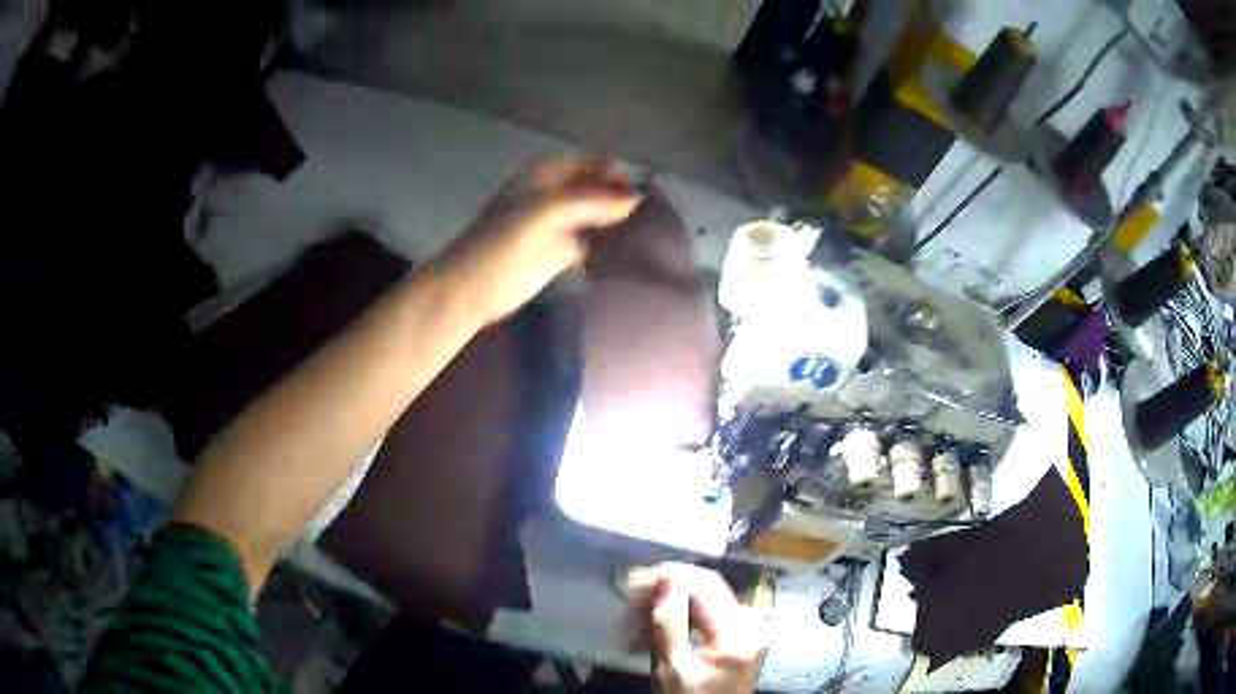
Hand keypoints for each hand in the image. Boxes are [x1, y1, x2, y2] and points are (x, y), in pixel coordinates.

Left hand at [438, 157, 640, 324]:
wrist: (470, 290)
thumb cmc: (501, 246)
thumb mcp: (545, 213)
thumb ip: (591, 201)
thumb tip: (637, 198)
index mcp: (547, 174)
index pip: (595, 164)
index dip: (621, 174)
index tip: (653, 193)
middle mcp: (555, 193)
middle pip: (599, 189)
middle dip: (624, 198)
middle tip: (660, 217)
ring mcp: (558, 223)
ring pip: (598, 215)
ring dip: (620, 223)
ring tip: (654, 235)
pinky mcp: (560, 252)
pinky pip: (593, 241)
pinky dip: (609, 245)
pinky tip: (631, 254)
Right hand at [629, 564, 766, 693]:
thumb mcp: (674, 668)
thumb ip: (669, 624)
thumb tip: (663, 581)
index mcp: (740, 629)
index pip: (705, 583)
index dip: (669, 576)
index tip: (634, 580)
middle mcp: (749, 622)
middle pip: (705, 590)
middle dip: (664, 592)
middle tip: (627, 601)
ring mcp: (745, 629)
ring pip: (702, 602)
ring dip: (667, 607)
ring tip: (632, 621)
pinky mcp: (736, 638)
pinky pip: (705, 617)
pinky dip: (678, 620)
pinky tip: (651, 631)